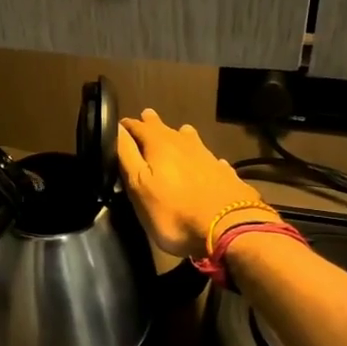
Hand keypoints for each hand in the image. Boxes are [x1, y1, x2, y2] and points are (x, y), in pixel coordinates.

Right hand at [116, 109, 271, 257]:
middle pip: (165, 129)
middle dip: (152, 124)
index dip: (127, 127)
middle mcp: (184, 144)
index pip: (138, 127)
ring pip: (190, 139)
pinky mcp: (225, 173)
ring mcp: (208, 157)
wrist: (229, 228)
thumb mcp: (139, 186)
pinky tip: (205, 162)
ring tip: (177, 132)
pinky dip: (202, 157)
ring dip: (180, 135)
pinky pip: (209, 158)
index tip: (119, 126)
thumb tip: (117, 129)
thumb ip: (127, 156)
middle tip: (146, 117)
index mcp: (159, 145)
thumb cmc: (174, 211)